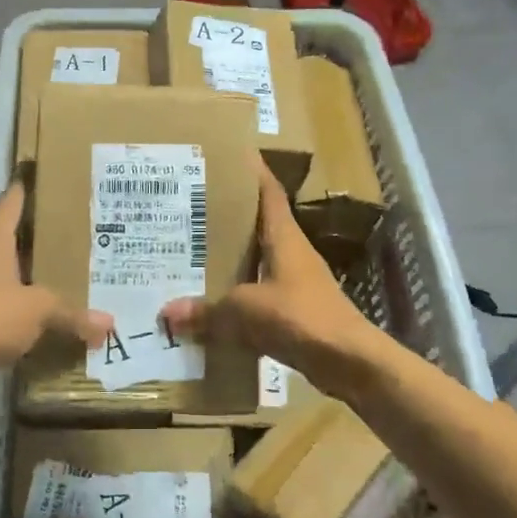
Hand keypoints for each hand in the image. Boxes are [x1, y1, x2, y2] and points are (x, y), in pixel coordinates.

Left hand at [0, 183, 111, 384]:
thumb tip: (109, 324)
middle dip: (44, 235)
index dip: (25, 187)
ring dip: (40, 276)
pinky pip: (15, 311)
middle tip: (80, 225)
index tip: (41, 171)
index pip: (11, 204)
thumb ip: (72, 312)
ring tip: (76, 269)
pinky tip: (58, 315)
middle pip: (16, 241)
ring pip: (16, 277)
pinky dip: (34, 312)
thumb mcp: (38, 308)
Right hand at [160, 164, 382, 392]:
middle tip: (192, 206)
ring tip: (194, 251)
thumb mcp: (247, 311)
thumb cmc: (302, 318)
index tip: (230, 155)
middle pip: (260, 224)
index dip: (253, 172)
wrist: (350, 362)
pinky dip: (239, 294)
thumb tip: (166, 312)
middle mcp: (292, 253)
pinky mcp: (297, 311)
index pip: (269, 193)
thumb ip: (207, 311)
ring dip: (233, 256)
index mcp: (285, 238)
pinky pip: (260, 294)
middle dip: (230, 215)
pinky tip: (214, 301)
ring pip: (259, 260)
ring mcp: (297, 283)